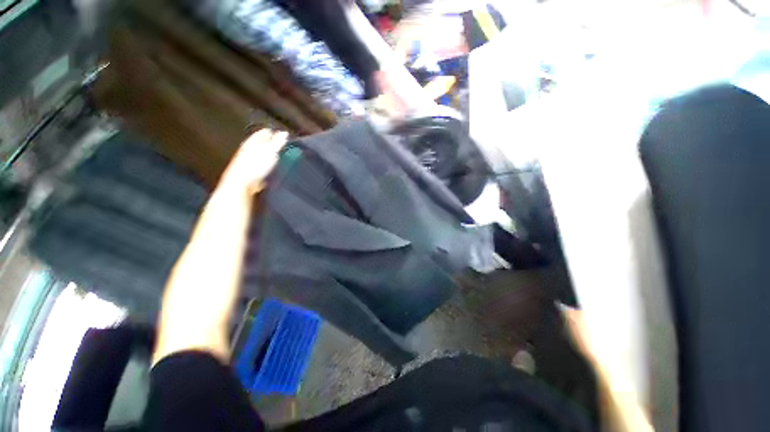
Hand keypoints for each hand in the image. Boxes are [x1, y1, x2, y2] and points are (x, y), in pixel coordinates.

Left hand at [153, 129, 286, 365]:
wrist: (197, 324)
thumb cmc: (211, 291)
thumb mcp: (219, 250)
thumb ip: (234, 213)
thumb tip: (251, 182)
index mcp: (219, 215)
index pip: (239, 178)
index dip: (255, 157)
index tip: (272, 137)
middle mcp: (219, 214)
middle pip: (237, 177)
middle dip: (256, 154)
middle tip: (274, 135)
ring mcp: (223, 227)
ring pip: (240, 190)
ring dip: (256, 169)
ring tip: (271, 153)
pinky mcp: (229, 240)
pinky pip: (242, 208)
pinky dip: (254, 191)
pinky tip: (263, 186)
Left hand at [217, 129, 287, 195]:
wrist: (241, 186)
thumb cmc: (255, 166)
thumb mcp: (269, 152)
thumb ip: (277, 142)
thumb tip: (284, 133)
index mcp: (251, 144)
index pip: (261, 135)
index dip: (268, 133)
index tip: (276, 132)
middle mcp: (247, 153)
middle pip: (258, 145)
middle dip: (267, 144)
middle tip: (277, 143)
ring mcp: (247, 165)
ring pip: (258, 157)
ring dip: (266, 156)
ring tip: (276, 156)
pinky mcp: (249, 176)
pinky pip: (259, 168)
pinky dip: (265, 167)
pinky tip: (270, 170)